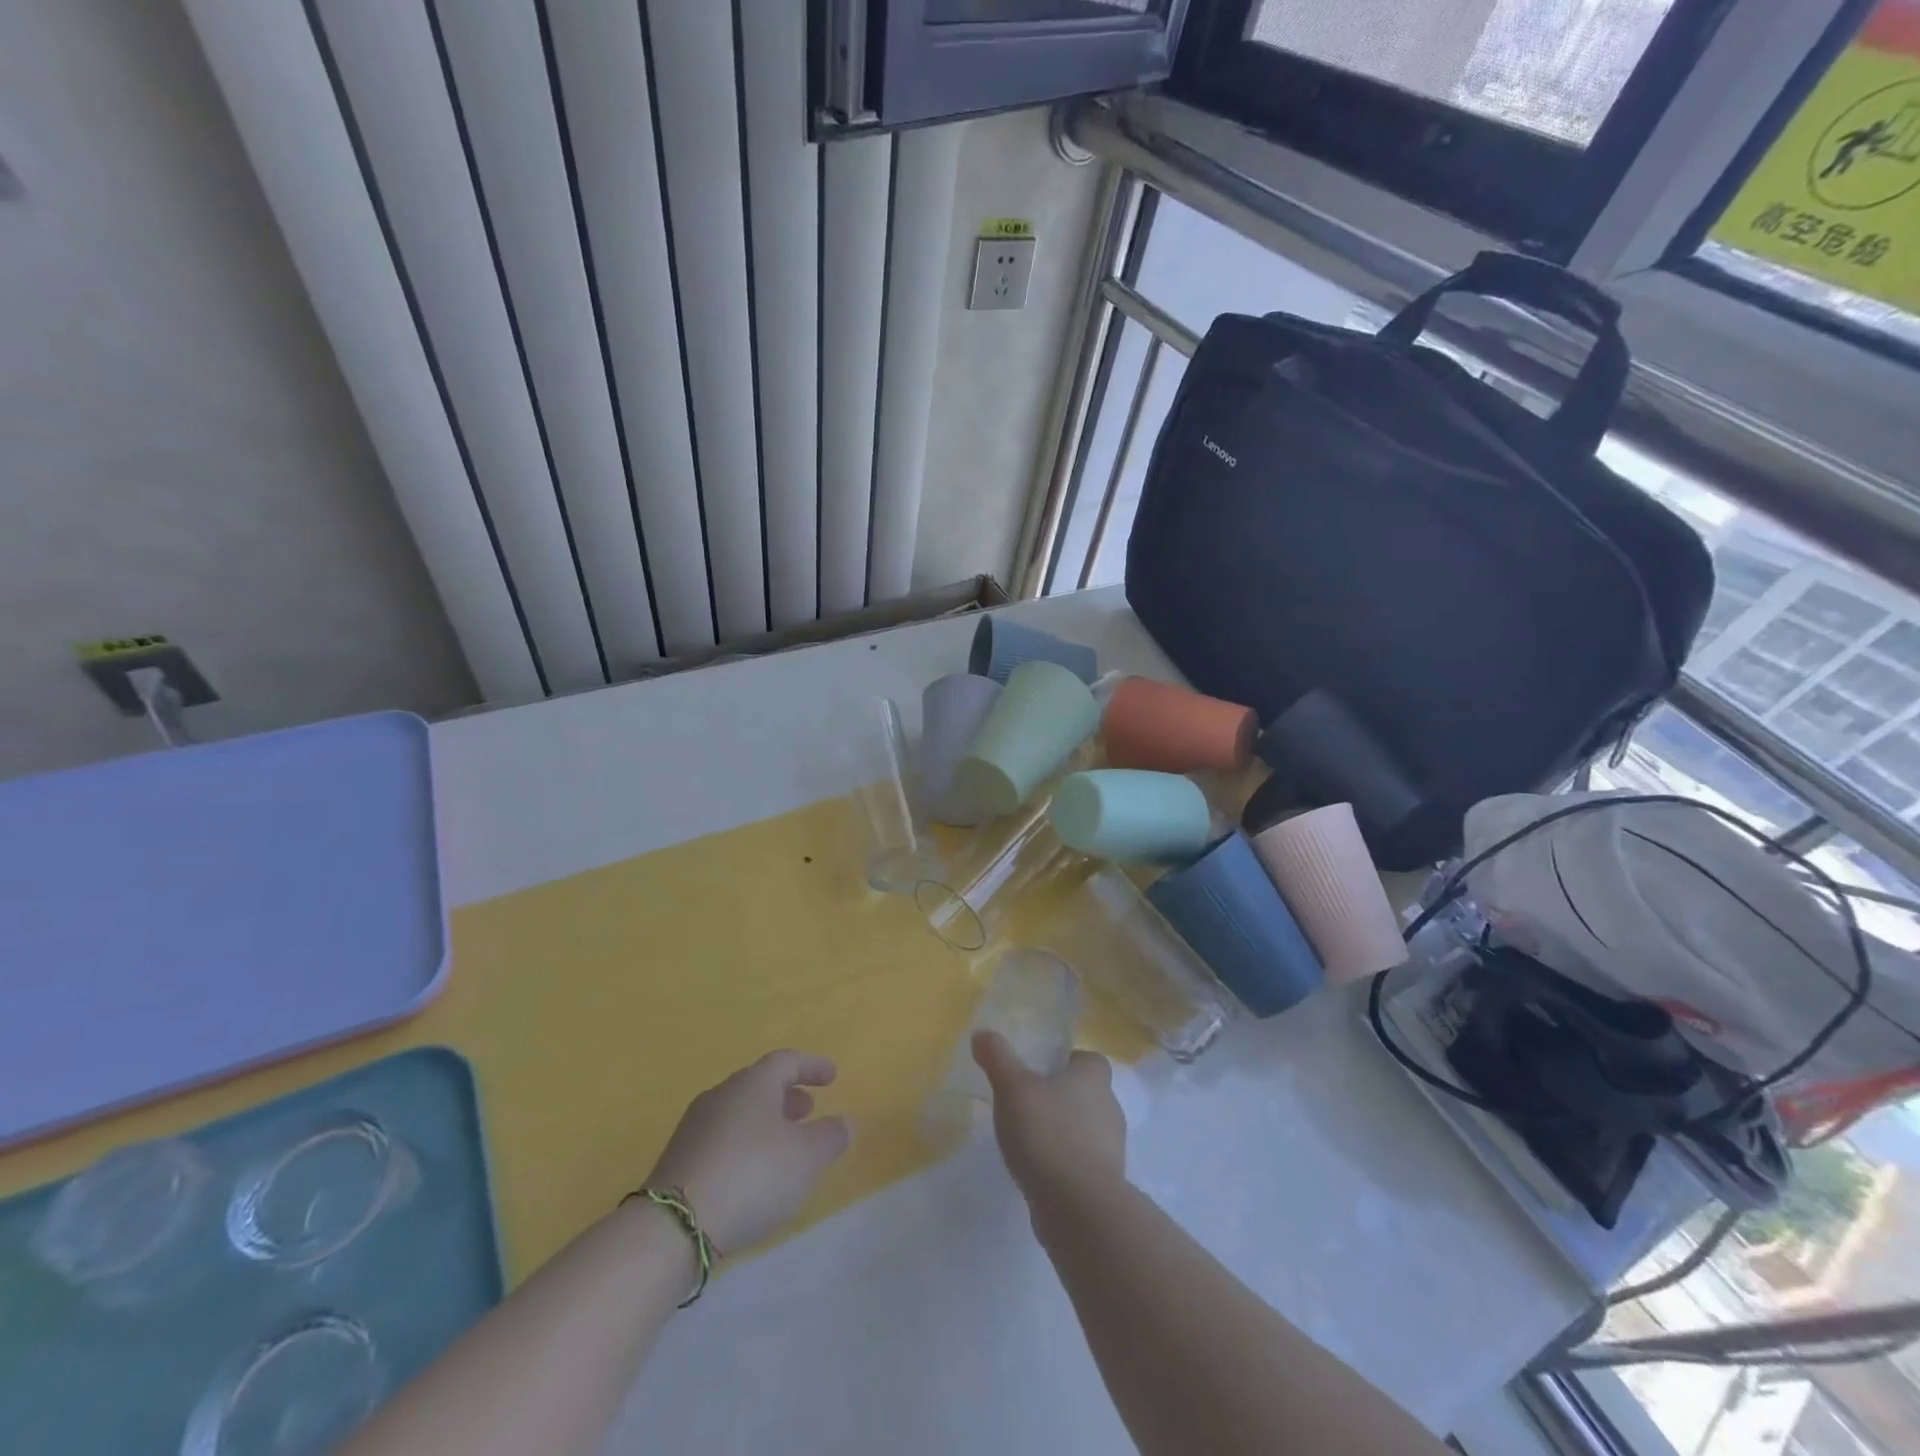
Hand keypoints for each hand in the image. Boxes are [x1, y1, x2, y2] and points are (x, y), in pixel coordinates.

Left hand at [644, 1050, 852, 1253]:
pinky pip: (722, 1138)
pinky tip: (753, 1173)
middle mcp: (722, 1095)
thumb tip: (846, 1122)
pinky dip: (745, 1144)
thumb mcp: (806, 1158)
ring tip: (783, 1146)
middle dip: (787, 1095)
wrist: (674, 1226)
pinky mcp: (679, 1159)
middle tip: (808, 1111)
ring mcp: (695, 1126)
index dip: (812, 1066)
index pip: (786, 1061)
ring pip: (739, 1112)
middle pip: (759, 1084)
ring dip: (765, 1121)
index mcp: (753, 1083)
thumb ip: (830, 1137)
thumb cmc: (752, 1176)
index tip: (832, 1077)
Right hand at [972, 1031, 1125, 1202]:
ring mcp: (1111, 1149)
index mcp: (1094, 1078)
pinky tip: (1039, 1172)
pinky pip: (1083, 1163)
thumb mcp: (1013, 1088)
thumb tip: (982, 1033)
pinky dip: (1064, 1164)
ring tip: (1029, 1140)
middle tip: (1028, 1104)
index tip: (1041, 1071)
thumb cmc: (1048, 1134)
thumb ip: (997, 1058)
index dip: (1067, 1062)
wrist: (1079, 1208)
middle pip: (1087, 1094)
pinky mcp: (1105, 1184)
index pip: (1089, 1059)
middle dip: (1061, 1097)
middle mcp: (1110, 1108)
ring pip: (1086, 1130)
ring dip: (1063, 1133)